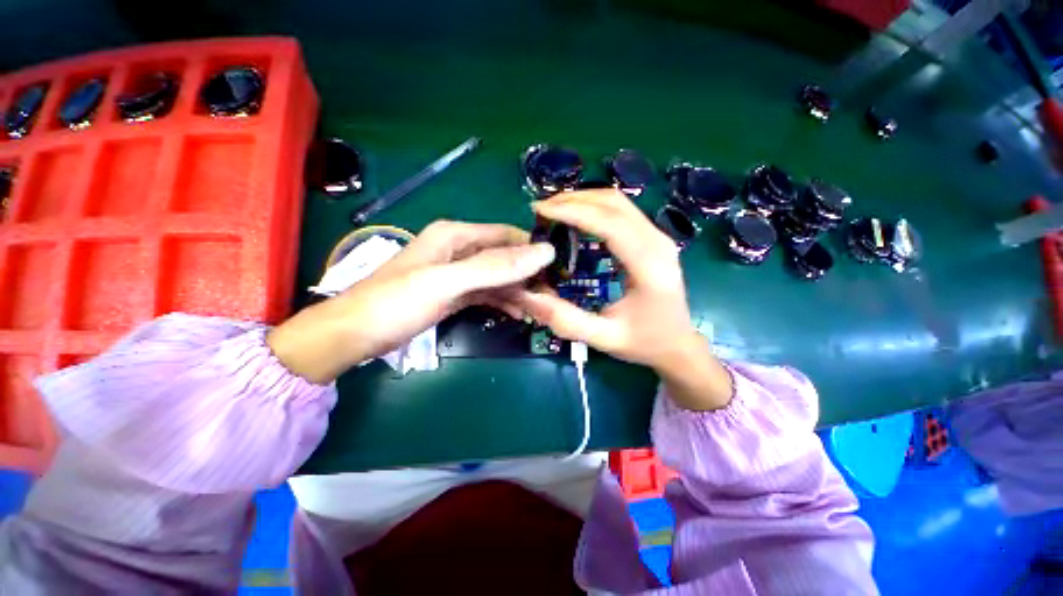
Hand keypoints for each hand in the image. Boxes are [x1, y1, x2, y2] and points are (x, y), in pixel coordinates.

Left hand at [268, 221, 554, 383]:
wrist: (356, 334)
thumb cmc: (397, 302)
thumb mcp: (448, 282)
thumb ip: (495, 267)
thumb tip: (544, 252)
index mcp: (456, 235)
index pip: (506, 235)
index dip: (532, 249)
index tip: (557, 268)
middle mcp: (458, 250)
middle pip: (504, 258)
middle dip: (528, 275)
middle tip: (552, 295)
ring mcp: (456, 274)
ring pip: (497, 278)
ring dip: (519, 291)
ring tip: (541, 308)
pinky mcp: (454, 294)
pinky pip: (486, 293)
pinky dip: (503, 302)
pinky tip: (519, 313)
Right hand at [510, 190, 732, 409]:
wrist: (677, 343)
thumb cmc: (644, 342)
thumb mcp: (603, 338)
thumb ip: (567, 320)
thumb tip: (529, 296)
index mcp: (648, 266)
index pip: (609, 223)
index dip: (572, 211)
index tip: (540, 211)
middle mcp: (657, 242)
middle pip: (614, 203)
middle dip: (573, 200)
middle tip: (541, 210)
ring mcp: (658, 236)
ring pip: (618, 201)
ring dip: (583, 200)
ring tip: (553, 210)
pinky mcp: (653, 237)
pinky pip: (622, 211)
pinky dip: (594, 207)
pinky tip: (575, 218)